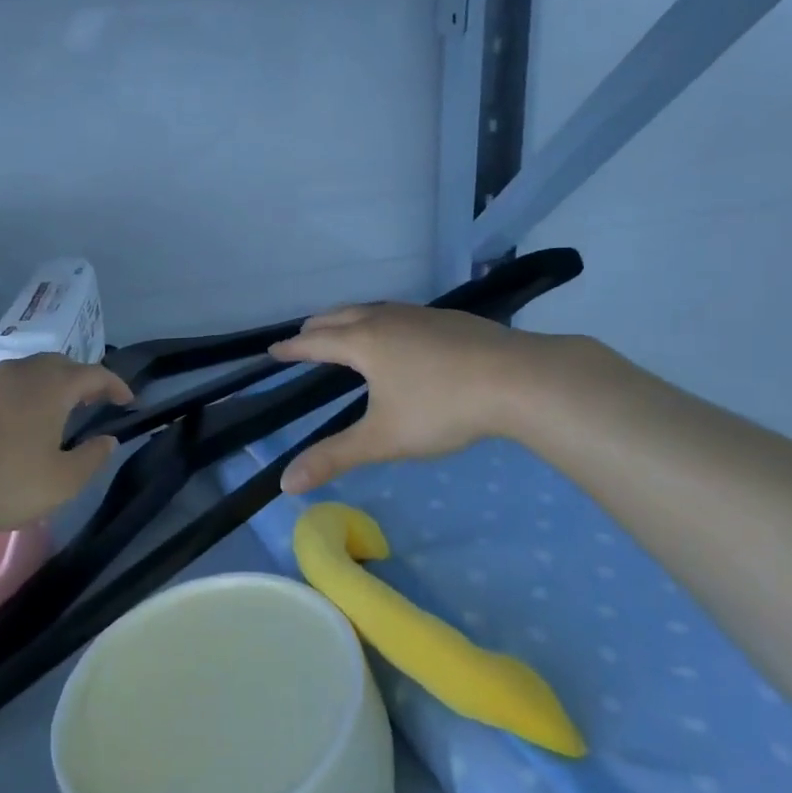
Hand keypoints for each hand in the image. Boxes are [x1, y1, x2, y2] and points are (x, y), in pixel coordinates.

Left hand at [0, 355, 131, 536]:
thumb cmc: (5, 484)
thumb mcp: (62, 482)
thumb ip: (92, 457)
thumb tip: (107, 439)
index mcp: (50, 387)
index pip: (93, 373)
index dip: (114, 385)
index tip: (127, 400)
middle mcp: (17, 373)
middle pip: (56, 364)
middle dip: (78, 378)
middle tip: (90, 400)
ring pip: (21, 373)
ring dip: (41, 386)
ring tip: (48, 411)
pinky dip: (9, 400)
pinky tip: (3, 426)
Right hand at [270, 303, 529, 493]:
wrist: (518, 379)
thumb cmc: (441, 408)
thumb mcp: (382, 439)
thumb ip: (333, 458)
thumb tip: (285, 483)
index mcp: (363, 342)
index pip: (315, 342)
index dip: (292, 348)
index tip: (273, 350)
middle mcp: (385, 319)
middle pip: (340, 316)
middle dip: (317, 327)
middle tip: (303, 336)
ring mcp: (420, 314)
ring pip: (372, 309)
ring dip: (349, 318)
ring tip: (345, 330)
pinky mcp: (448, 319)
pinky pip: (399, 313)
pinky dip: (381, 320)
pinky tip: (400, 336)